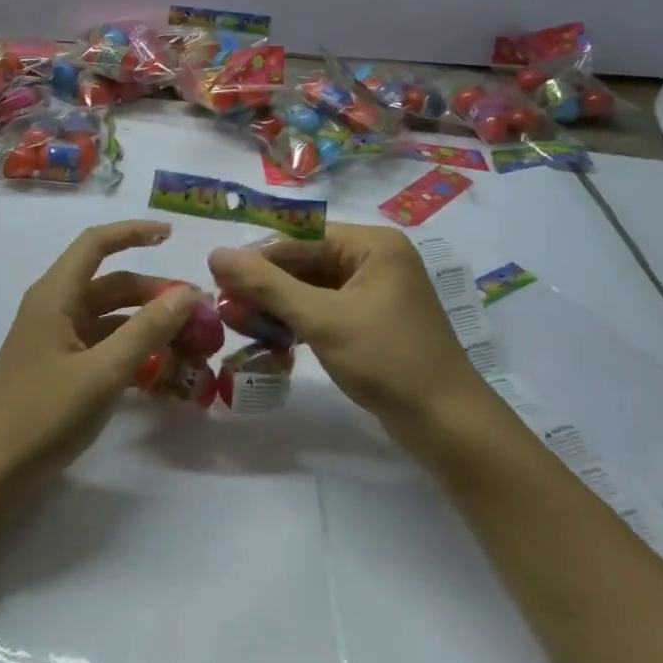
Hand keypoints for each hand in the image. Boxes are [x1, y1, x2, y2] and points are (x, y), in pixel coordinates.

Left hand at [0, 220, 203, 509]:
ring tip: (189, 342)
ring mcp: (56, 342)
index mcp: (56, 295)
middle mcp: (55, 309)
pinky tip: (161, 371)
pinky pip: (103, 347)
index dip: (133, 232)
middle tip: (199, 313)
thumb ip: (146, 330)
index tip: (172, 234)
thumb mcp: (102, 372)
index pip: (96, 244)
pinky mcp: (59, 371)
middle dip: (154, 292)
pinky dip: (132, 351)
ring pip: (110, 318)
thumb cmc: (40, 414)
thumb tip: (188, 293)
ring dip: (147, 324)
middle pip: (111, 284)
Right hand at [208, 223, 496, 445]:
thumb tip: (216, 254)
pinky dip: (298, 322)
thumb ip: (267, 285)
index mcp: (373, 245)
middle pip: (306, 261)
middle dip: (266, 284)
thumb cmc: (386, 359)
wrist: (447, 426)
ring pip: (312, 288)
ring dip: (277, 305)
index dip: (258, 255)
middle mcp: (376, 260)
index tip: (218, 275)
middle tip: (225, 304)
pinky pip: (326, 310)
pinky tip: (270, 337)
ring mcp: (376, 293)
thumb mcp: (321, 319)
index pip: (302, 237)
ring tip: (239, 322)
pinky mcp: (373, 323)